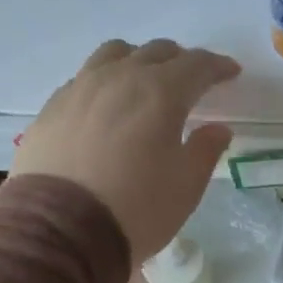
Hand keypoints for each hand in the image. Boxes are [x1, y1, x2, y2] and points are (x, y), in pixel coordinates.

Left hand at [13, 39, 239, 261]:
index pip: (197, 65)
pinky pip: (84, 78)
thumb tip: (217, 129)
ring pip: (114, 54)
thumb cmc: (136, 208)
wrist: (60, 230)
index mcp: (161, 93)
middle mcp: (120, 78)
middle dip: (180, 61)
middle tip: (191, 81)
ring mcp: (80, 89)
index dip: (217, 66)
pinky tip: (105, 107)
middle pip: (155, 52)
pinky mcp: (52, 107)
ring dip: (137, 61)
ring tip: (143, 82)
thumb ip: (205, 150)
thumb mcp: (186, 186)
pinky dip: (104, 82)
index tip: (230, 73)